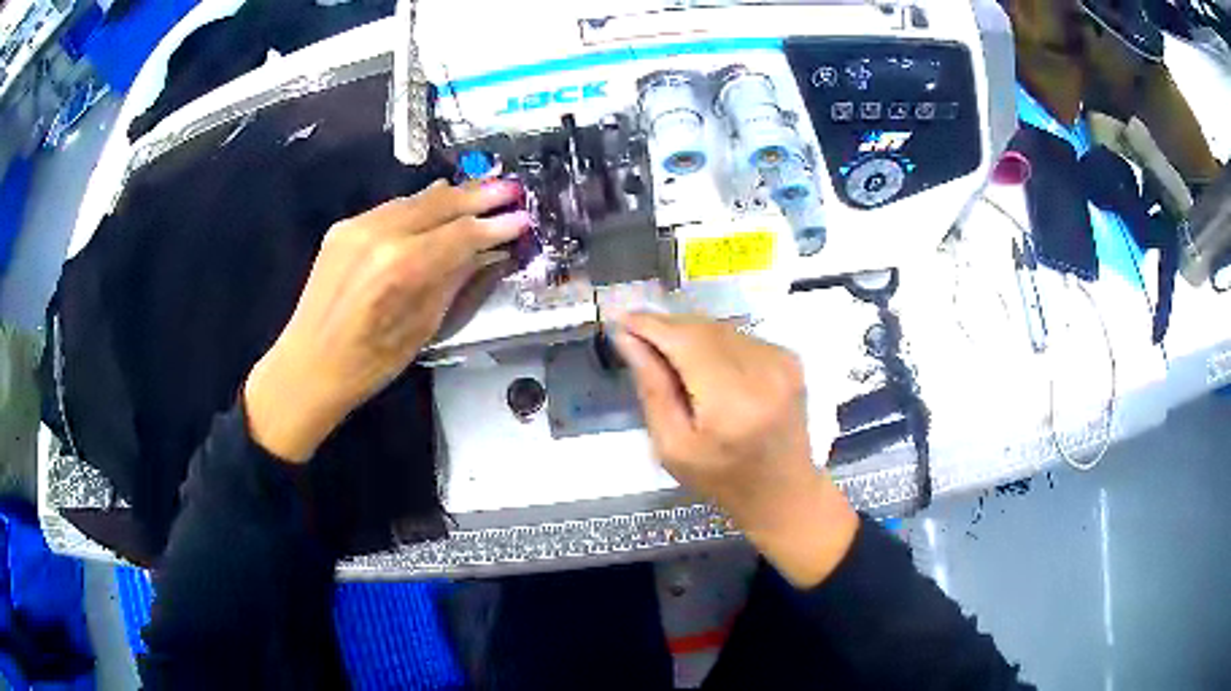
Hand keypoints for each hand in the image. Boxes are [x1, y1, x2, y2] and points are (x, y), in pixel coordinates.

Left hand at [244, 180, 529, 462]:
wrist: (308, 366)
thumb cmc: (369, 364)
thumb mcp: (422, 328)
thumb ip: (453, 281)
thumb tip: (484, 252)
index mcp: (401, 267)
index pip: (461, 233)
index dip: (495, 225)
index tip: (522, 218)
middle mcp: (379, 234)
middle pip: (439, 203)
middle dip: (478, 196)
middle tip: (511, 188)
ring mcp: (357, 226)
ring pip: (415, 200)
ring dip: (451, 197)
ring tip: (481, 192)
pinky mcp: (343, 227)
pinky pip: (391, 209)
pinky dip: (418, 207)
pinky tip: (436, 206)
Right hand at [613, 313, 858, 587]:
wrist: (783, 490)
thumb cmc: (721, 479)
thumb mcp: (672, 447)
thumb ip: (652, 389)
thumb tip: (627, 339)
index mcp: (732, 402)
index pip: (685, 341)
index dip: (650, 325)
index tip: (620, 319)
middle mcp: (763, 371)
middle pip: (703, 328)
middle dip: (666, 327)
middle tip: (636, 335)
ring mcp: (781, 361)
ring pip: (720, 328)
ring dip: (689, 333)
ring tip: (667, 353)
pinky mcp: (790, 358)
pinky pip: (739, 336)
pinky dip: (714, 342)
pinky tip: (703, 364)